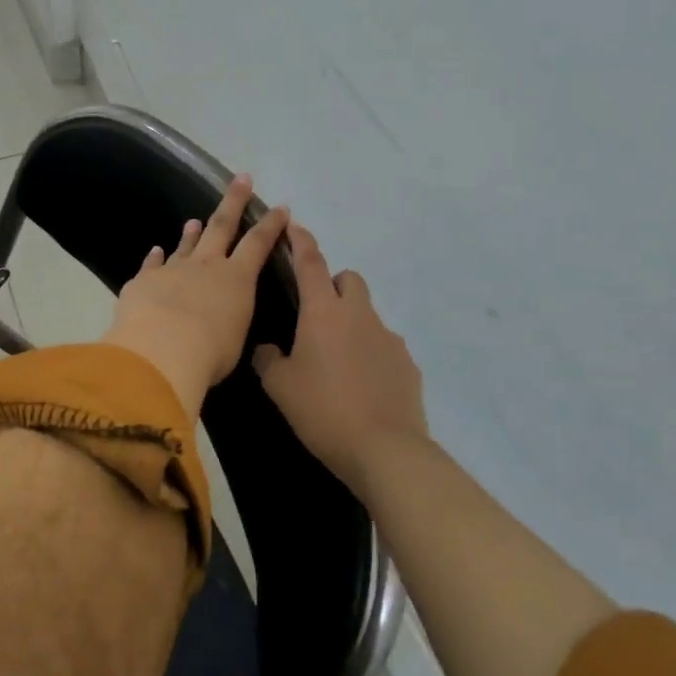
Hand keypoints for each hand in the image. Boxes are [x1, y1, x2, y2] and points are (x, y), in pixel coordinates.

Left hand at [102, 175, 289, 414]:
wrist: (160, 351)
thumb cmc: (209, 354)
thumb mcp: (234, 339)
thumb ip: (230, 321)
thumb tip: (222, 318)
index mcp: (235, 279)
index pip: (258, 244)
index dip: (270, 225)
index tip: (280, 208)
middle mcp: (205, 266)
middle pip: (221, 225)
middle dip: (233, 201)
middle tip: (241, 179)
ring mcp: (172, 269)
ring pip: (185, 245)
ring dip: (191, 233)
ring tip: (194, 221)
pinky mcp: (143, 281)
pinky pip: (151, 265)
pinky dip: (155, 257)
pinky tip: (156, 250)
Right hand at [253, 222, 427, 491]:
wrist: (385, 450)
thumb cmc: (323, 411)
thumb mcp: (280, 387)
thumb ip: (267, 360)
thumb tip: (267, 349)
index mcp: (323, 312)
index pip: (310, 263)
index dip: (300, 241)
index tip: (293, 225)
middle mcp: (359, 315)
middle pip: (349, 280)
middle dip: (333, 285)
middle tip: (315, 315)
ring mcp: (389, 338)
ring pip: (368, 313)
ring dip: (352, 323)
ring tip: (336, 360)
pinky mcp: (408, 364)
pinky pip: (384, 346)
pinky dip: (371, 354)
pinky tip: (361, 384)